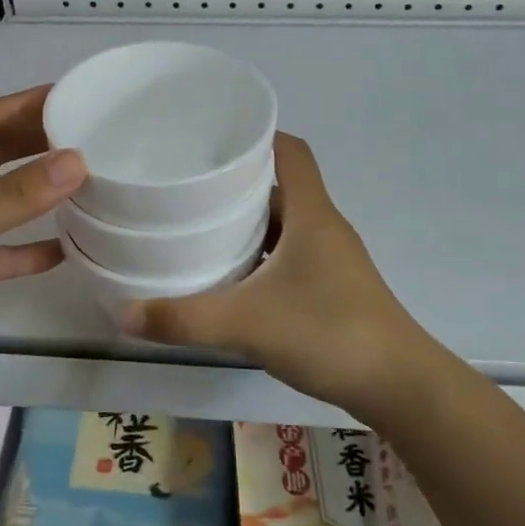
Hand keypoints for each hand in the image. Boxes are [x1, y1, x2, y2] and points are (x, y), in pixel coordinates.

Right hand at [123, 133, 445, 424]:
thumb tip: (124, 314)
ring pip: (284, 225)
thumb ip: (184, 319)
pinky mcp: (332, 290)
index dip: (256, 137)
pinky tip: (231, 280)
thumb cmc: (328, 333)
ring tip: (199, 231)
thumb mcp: (246, 324)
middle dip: (237, 184)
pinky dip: (260, 258)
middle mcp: (324, 228)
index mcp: (312, 214)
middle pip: (280, 187)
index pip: (290, 151)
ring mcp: (332, 260)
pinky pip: (289, 257)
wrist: (400, 387)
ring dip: (248, 225)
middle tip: (188, 189)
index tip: (212, 141)